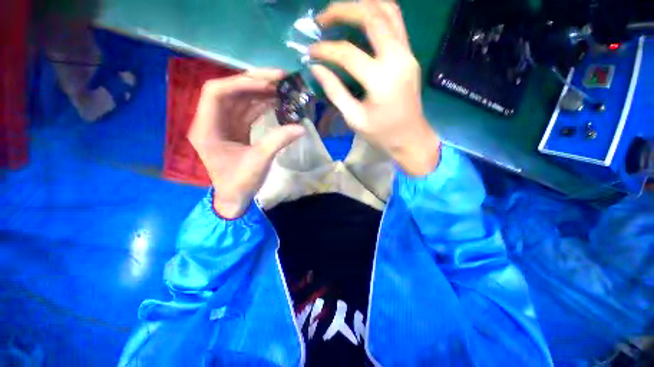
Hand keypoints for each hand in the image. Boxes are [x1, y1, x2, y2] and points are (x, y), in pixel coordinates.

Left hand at [188, 70, 304, 218]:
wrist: (234, 198)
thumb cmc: (240, 182)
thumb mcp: (260, 161)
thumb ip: (279, 141)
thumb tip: (302, 127)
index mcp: (207, 128)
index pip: (217, 92)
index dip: (242, 83)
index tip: (268, 84)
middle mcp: (211, 121)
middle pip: (230, 91)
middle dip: (254, 82)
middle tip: (280, 78)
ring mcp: (223, 124)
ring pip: (240, 100)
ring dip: (260, 92)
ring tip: (282, 88)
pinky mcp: (234, 129)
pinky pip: (246, 111)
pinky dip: (261, 105)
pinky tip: (276, 102)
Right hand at [310, 0, 440, 175]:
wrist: (410, 137)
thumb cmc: (381, 134)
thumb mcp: (354, 118)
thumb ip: (335, 91)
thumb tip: (316, 68)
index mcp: (381, 81)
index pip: (348, 53)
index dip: (326, 50)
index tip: (310, 52)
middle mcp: (397, 59)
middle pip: (371, 16)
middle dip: (343, 10)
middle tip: (321, 19)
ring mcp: (408, 53)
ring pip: (388, 10)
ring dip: (362, 5)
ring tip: (340, 13)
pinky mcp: (410, 55)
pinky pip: (395, 22)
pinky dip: (376, 13)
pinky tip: (360, 21)